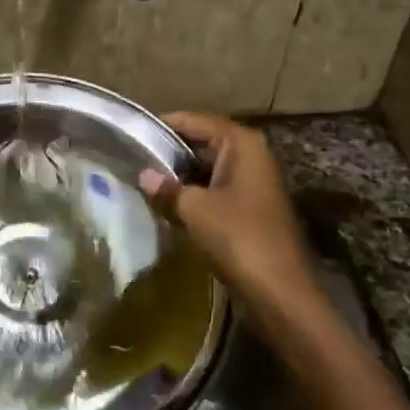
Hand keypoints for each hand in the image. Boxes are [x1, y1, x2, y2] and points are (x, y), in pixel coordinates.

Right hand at [137, 112, 318, 317]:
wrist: (278, 289)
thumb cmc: (238, 236)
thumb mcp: (194, 208)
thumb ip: (167, 188)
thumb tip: (143, 175)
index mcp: (241, 144)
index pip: (195, 120)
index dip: (163, 125)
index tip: (131, 131)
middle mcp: (250, 155)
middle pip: (202, 142)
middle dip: (169, 152)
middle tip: (131, 158)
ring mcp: (251, 183)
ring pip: (206, 169)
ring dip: (179, 176)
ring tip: (142, 180)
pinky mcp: (248, 208)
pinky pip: (213, 191)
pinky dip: (192, 195)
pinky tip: (166, 205)